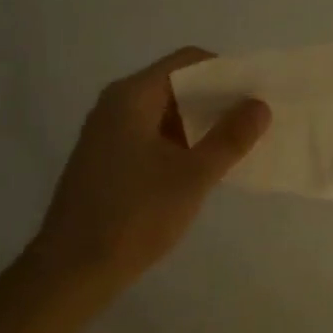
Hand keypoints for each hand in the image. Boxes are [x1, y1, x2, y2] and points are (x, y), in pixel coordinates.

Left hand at [29, 48, 269, 297]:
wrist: (71, 272)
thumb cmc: (134, 216)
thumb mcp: (192, 176)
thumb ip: (230, 138)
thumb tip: (260, 105)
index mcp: (132, 96)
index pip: (188, 61)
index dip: (226, 72)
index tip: (257, 94)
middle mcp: (117, 105)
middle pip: (177, 84)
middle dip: (218, 100)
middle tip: (255, 121)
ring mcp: (109, 134)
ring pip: (166, 113)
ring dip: (202, 124)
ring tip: (238, 144)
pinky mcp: (108, 160)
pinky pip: (153, 136)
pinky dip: (182, 143)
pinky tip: (205, 167)